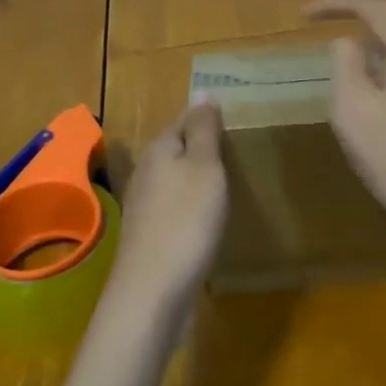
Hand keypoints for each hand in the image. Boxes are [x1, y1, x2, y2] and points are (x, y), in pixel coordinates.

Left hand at [107, 100, 227, 323]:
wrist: (152, 294)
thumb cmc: (185, 221)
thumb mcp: (203, 167)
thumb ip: (203, 129)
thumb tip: (202, 90)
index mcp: (160, 149)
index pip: (186, 119)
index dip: (209, 118)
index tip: (237, 121)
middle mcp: (147, 172)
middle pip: (178, 149)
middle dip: (204, 149)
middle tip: (240, 152)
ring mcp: (145, 207)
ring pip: (176, 180)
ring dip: (198, 180)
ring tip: (230, 183)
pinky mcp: (150, 237)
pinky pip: (176, 209)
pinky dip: (193, 208)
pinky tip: (208, 220)